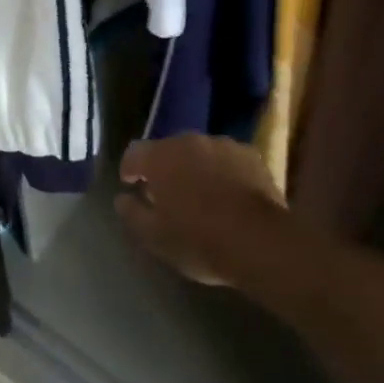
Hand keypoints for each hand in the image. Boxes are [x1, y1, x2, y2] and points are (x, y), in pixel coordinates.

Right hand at [116, 135, 287, 286]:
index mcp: (161, 157)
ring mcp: (222, 144)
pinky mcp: (250, 154)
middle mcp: (189, 141)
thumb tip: (122, 199)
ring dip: (195, 167)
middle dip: (165, 168)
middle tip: (168, 195)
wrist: (261, 241)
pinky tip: (230, 195)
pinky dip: (223, 172)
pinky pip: (227, 159)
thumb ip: (133, 214)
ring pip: (199, 152)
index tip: (132, 186)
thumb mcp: (156, 238)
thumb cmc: (200, 240)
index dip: (130, 169)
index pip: (134, 153)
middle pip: (168, 149)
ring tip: (201, 195)